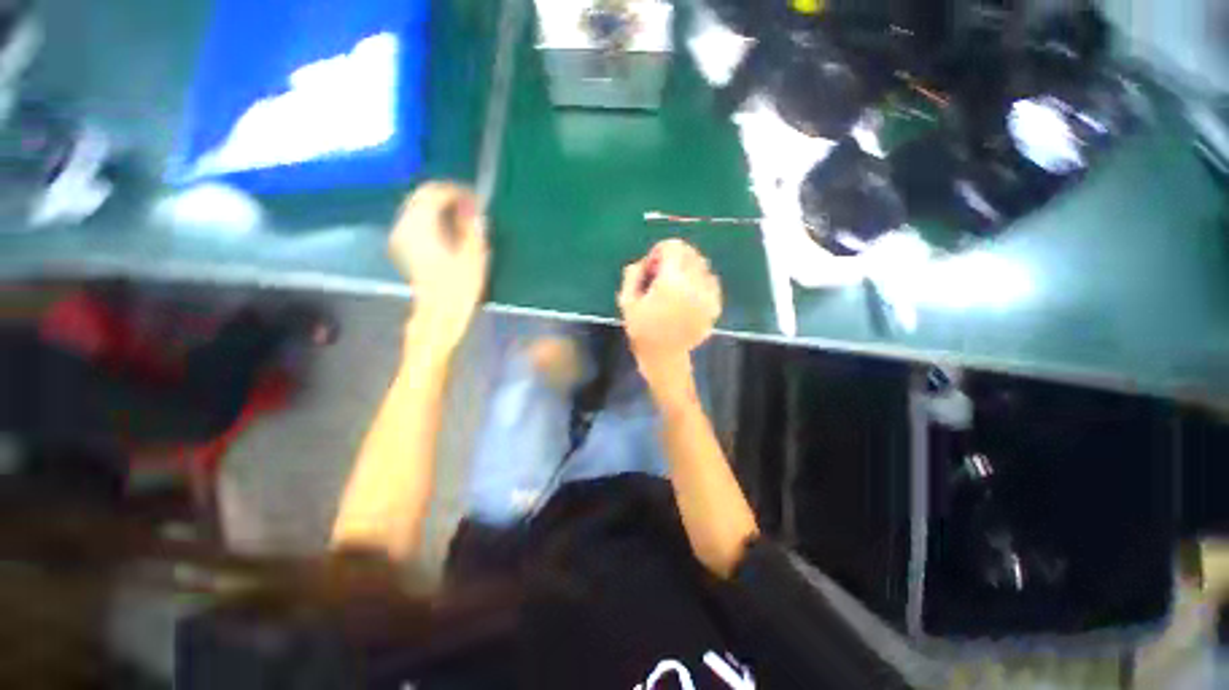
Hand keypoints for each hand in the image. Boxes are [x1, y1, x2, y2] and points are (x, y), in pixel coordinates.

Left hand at [389, 182, 489, 354]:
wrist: (438, 315)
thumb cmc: (458, 288)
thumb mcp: (473, 256)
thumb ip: (471, 226)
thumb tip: (472, 206)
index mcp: (421, 226)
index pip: (434, 193)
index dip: (456, 191)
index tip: (475, 198)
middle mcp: (404, 226)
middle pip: (421, 197)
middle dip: (445, 196)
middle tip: (470, 204)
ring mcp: (401, 237)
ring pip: (417, 207)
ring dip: (439, 206)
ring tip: (463, 216)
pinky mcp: (403, 247)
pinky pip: (416, 221)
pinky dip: (433, 218)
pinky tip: (449, 228)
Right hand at [618, 239, 721, 393]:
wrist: (664, 357)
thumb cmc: (642, 330)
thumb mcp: (627, 301)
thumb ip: (634, 273)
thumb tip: (645, 260)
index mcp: (672, 281)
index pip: (674, 247)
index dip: (660, 252)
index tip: (652, 266)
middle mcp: (694, 285)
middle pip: (690, 253)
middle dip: (675, 258)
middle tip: (662, 275)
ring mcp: (708, 296)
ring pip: (702, 266)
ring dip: (688, 269)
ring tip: (676, 286)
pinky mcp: (715, 306)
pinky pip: (711, 282)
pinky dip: (700, 281)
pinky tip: (688, 295)